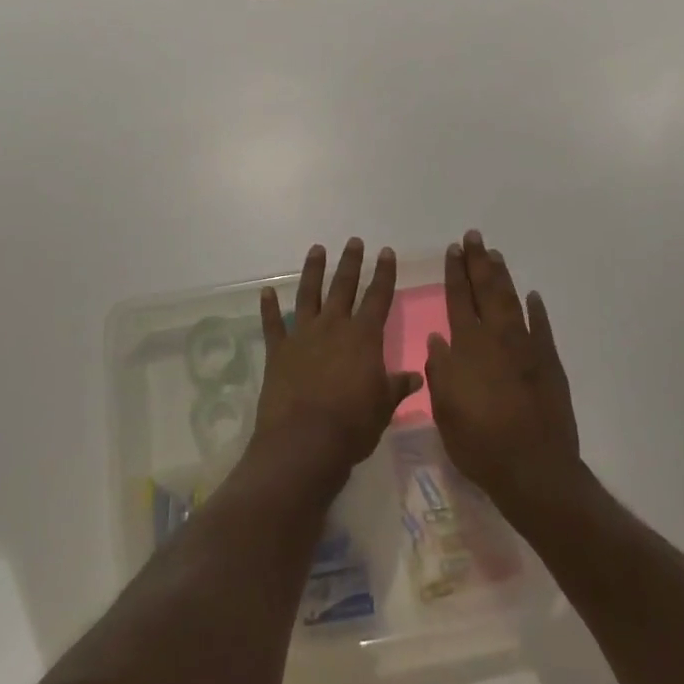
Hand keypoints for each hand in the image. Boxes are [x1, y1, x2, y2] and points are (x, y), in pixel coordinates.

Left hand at [253, 239, 422, 488]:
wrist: (305, 441)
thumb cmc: (353, 425)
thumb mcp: (384, 407)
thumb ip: (397, 386)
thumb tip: (417, 376)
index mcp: (363, 337)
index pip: (378, 297)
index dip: (384, 274)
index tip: (386, 252)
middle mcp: (333, 327)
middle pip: (344, 287)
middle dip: (351, 263)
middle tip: (354, 241)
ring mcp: (303, 336)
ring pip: (308, 295)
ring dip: (313, 271)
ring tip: (316, 249)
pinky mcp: (278, 351)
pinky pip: (273, 324)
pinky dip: (269, 308)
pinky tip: (266, 293)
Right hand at [425, 231, 580, 520]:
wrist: (533, 469)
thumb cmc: (479, 443)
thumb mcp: (444, 410)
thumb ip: (440, 370)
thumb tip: (438, 338)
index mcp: (467, 347)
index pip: (458, 299)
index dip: (454, 273)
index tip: (453, 250)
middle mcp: (496, 338)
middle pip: (486, 290)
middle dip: (477, 262)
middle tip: (474, 236)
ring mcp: (526, 348)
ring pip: (512, 301)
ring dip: (502, 276)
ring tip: (495, 254)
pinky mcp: (549, 363)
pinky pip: (541, 327)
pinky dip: (536, 309)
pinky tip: (532, 295)